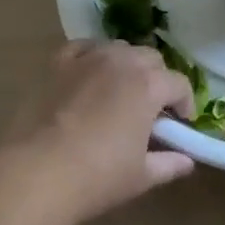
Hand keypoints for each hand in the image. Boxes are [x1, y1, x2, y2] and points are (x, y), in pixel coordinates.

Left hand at [0, 41, 196, 224]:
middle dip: (158, 80)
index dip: (185, 103)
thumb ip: (169, 163)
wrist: (37, 173)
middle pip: (151, 59)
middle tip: (151, 109)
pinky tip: (89, 74)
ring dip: (127, 65)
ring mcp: (87, 58)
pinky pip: (83, 48)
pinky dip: (92, 56)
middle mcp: (122, 61)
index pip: (179, 83)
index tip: (180, 123)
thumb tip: (187, 161)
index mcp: (148, 85)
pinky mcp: (57, 63)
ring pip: (119, 49)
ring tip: (120, 91)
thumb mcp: (141, 176)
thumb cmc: (97, 176)